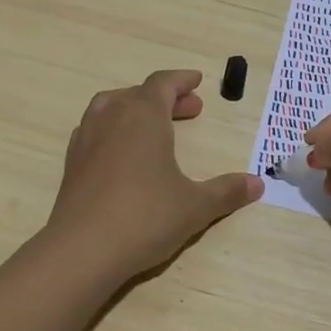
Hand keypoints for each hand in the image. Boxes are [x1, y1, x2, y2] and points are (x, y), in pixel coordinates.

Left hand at [44, 69, 262, 284]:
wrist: (82, 250)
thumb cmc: (145, 217)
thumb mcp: (195, 206)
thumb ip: (226, 191)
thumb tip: (258, 184)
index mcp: (144, 115)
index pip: (163, 83)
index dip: (182, 80)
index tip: (197, 81)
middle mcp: (112, 117)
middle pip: (139, 93)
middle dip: (166, 98)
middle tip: (190, 110)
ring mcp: (87, 138)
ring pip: (111, 106)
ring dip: (135, 108)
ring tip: (154, 125)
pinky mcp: (72, 162)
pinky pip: (94, 129)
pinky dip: (113, 128)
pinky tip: (123, 152)